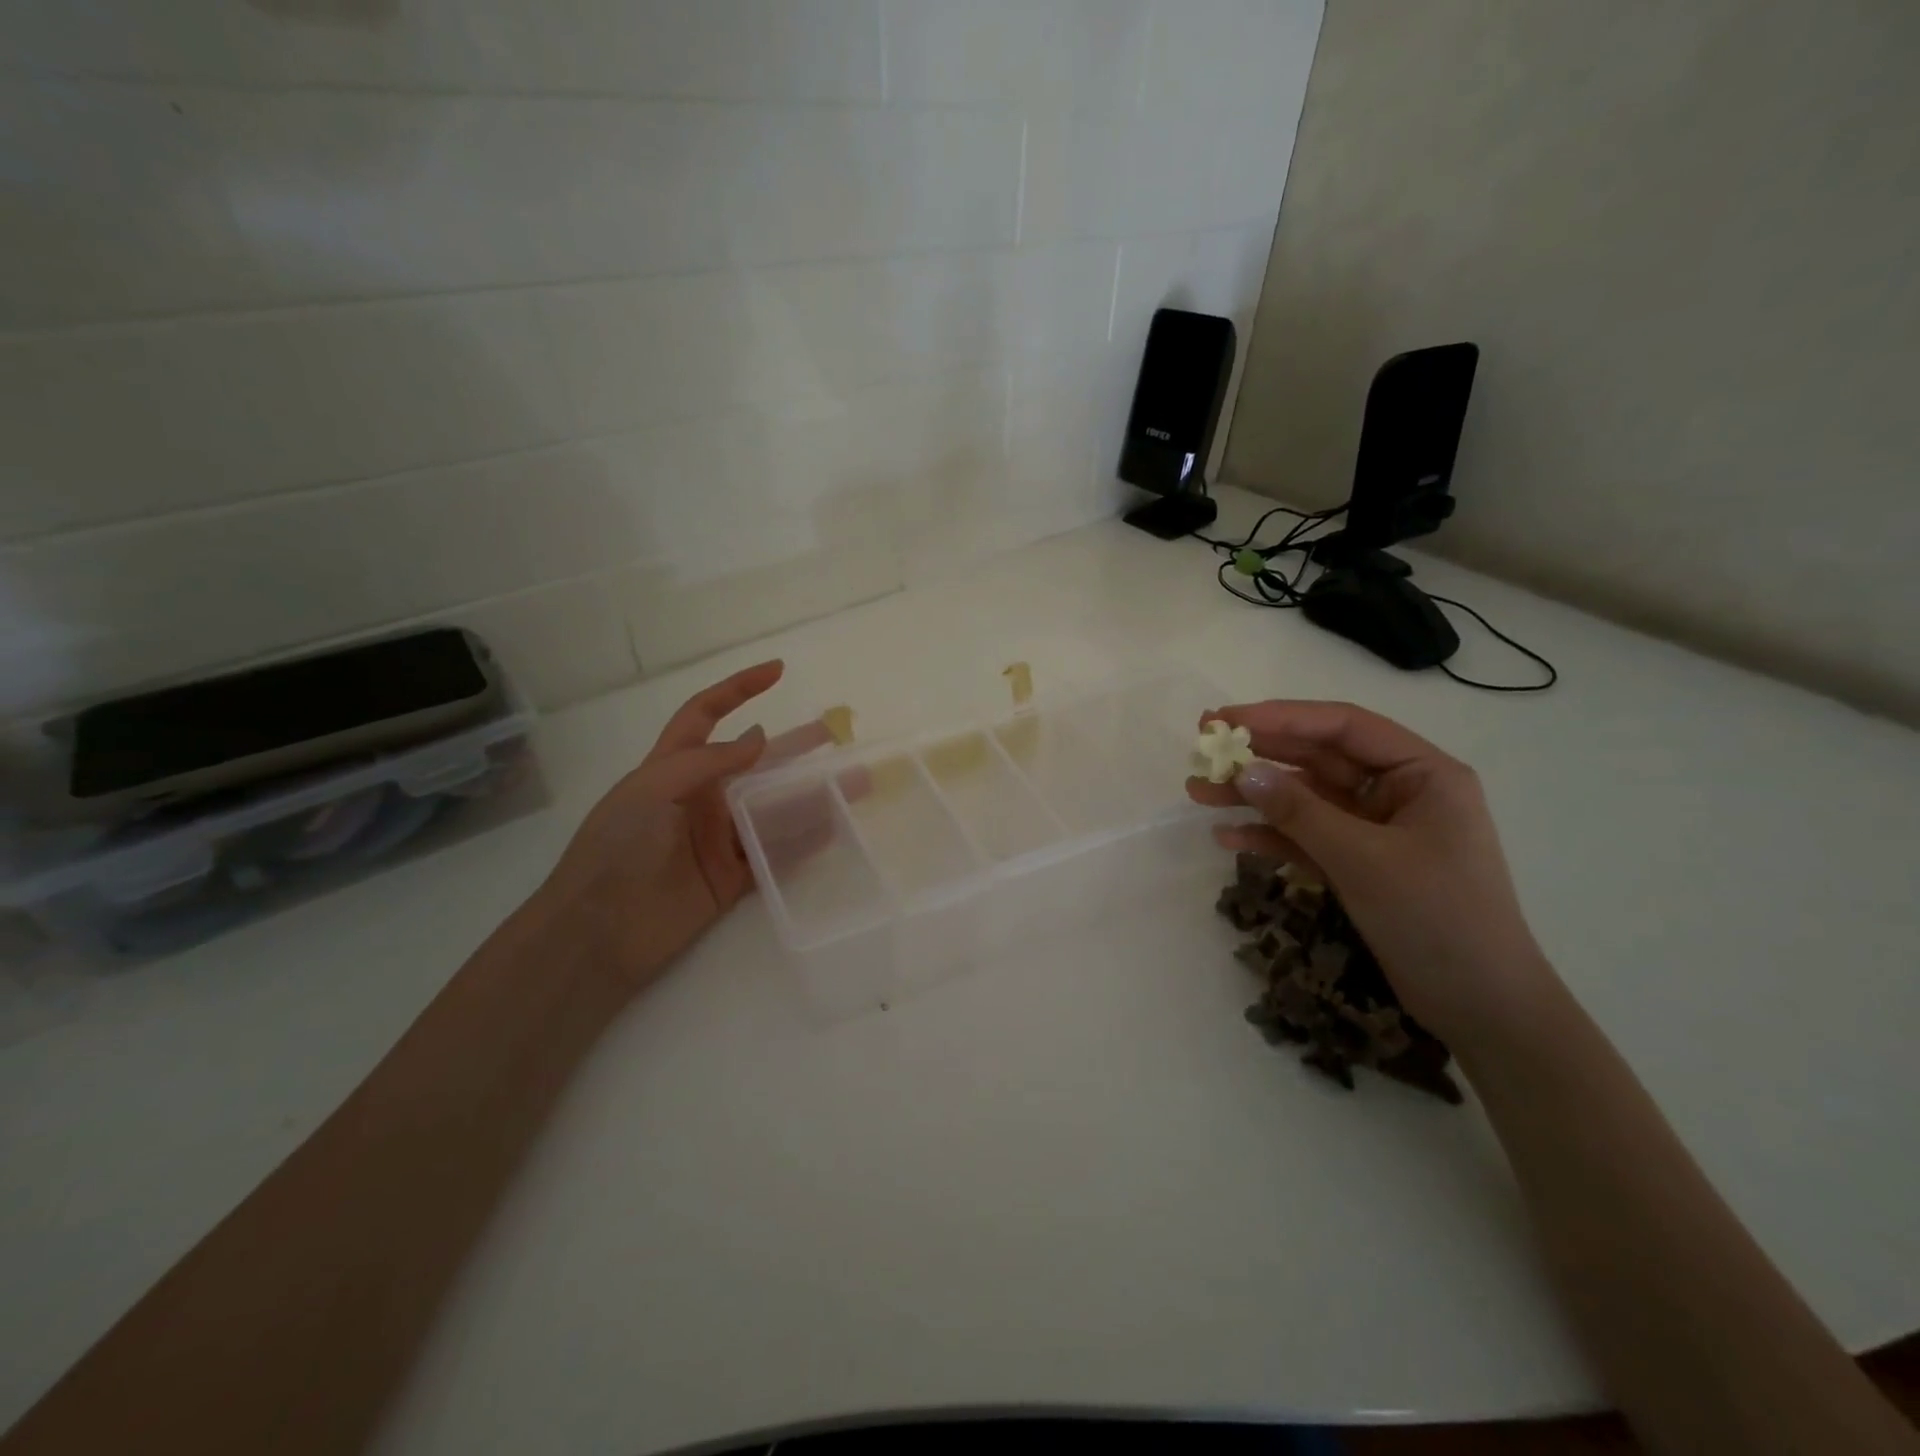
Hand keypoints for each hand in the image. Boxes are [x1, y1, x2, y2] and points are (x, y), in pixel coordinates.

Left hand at [534, 660, 829, 993]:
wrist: (599, 933)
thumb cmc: (616, 848)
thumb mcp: (652, 790)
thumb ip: (708, 762)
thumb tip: (761, 738)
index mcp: (674, 769)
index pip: (706, 715)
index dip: (738, 689)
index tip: (777, 671)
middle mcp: (701, 799)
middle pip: (755, 763)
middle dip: (795, 746)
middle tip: (836, 734)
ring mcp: (719, 839)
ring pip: (773, 809)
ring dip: (811, 795)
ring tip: (853, 783)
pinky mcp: (732, 878)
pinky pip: (775, 853)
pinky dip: (805, 841)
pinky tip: (835, 828)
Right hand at [1186, 700, 1553, 1044]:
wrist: (1481, 1008)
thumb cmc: (1437, 919)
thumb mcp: (1364, 859)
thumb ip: (1300, 812)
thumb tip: (1243, 772)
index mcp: (1422, 774)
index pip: (1343, 728)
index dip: (1281, 718)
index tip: (1226, 720)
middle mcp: (1398, 792)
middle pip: (1318, 760)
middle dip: (1259, 756)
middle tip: (1202, 747)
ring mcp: (1376, 829)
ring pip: (1305, 799)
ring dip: (1254, 797)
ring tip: (1198, 793)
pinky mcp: (1358, 864)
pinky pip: (1307, 837)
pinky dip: (1270, 836)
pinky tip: (1228, 838)